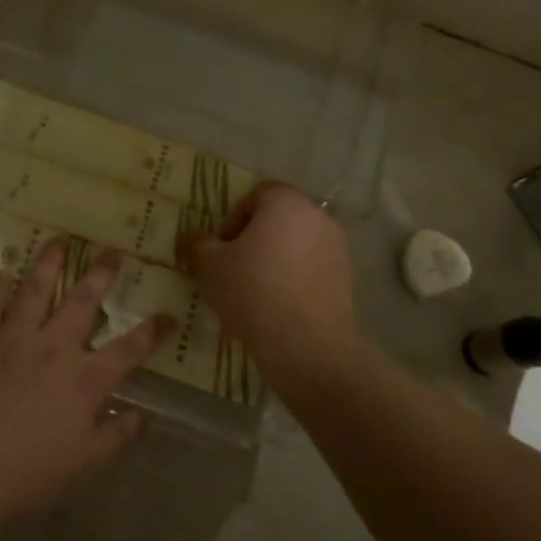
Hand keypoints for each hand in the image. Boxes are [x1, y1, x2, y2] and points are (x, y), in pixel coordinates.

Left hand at [0, 240, 168, 535]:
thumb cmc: (27, 475)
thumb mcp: (84, 465)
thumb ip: (117, 436)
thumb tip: (145, 417)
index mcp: (84, 380)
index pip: (129, 349)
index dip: (152, 331)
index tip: (169, 314)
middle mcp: (53, 348)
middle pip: (82, 301)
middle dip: (101, 274)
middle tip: (112, 251)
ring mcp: (13, 338)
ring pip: (35, 289)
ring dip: (49, 263)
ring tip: (59, 240)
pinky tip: (3, 274)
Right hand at [179, 182, 361, 394]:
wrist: (306, 345)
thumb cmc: (252, 292)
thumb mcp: (210, 266)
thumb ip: (198, 244)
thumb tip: (193, 237)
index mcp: (286, 202)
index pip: (256, 195)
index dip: (233, 219)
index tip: (222, 249)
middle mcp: (317, 217)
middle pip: (278, 220)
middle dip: (254, 241)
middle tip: (234, 270)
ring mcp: (337, 248)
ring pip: (295, 246)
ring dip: (274, 261)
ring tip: (254, 295)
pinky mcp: (346, 278)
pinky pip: (311, 270)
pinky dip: (293, 281)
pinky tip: (276, 310)